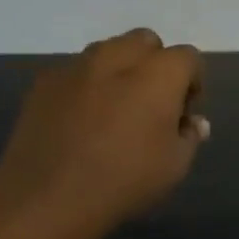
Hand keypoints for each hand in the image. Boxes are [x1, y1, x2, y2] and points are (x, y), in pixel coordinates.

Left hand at [0, 28, 207, 236]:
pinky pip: (76, 71)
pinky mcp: (44, 82)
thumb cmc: (124, 181)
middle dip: (155, 64)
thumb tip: (192, 122)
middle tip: (152, 104)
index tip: (184, 113)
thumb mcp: (174, 166)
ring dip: (120, 70)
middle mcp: (118, 57)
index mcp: (158, 74)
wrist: (46, 197)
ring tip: (115, 109)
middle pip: (146, 41)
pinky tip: (81, 120)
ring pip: (108, 50)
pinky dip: (87, 86)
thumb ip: (189, 136)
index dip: (193, 82)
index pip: (188, 57)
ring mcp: (77, 66)